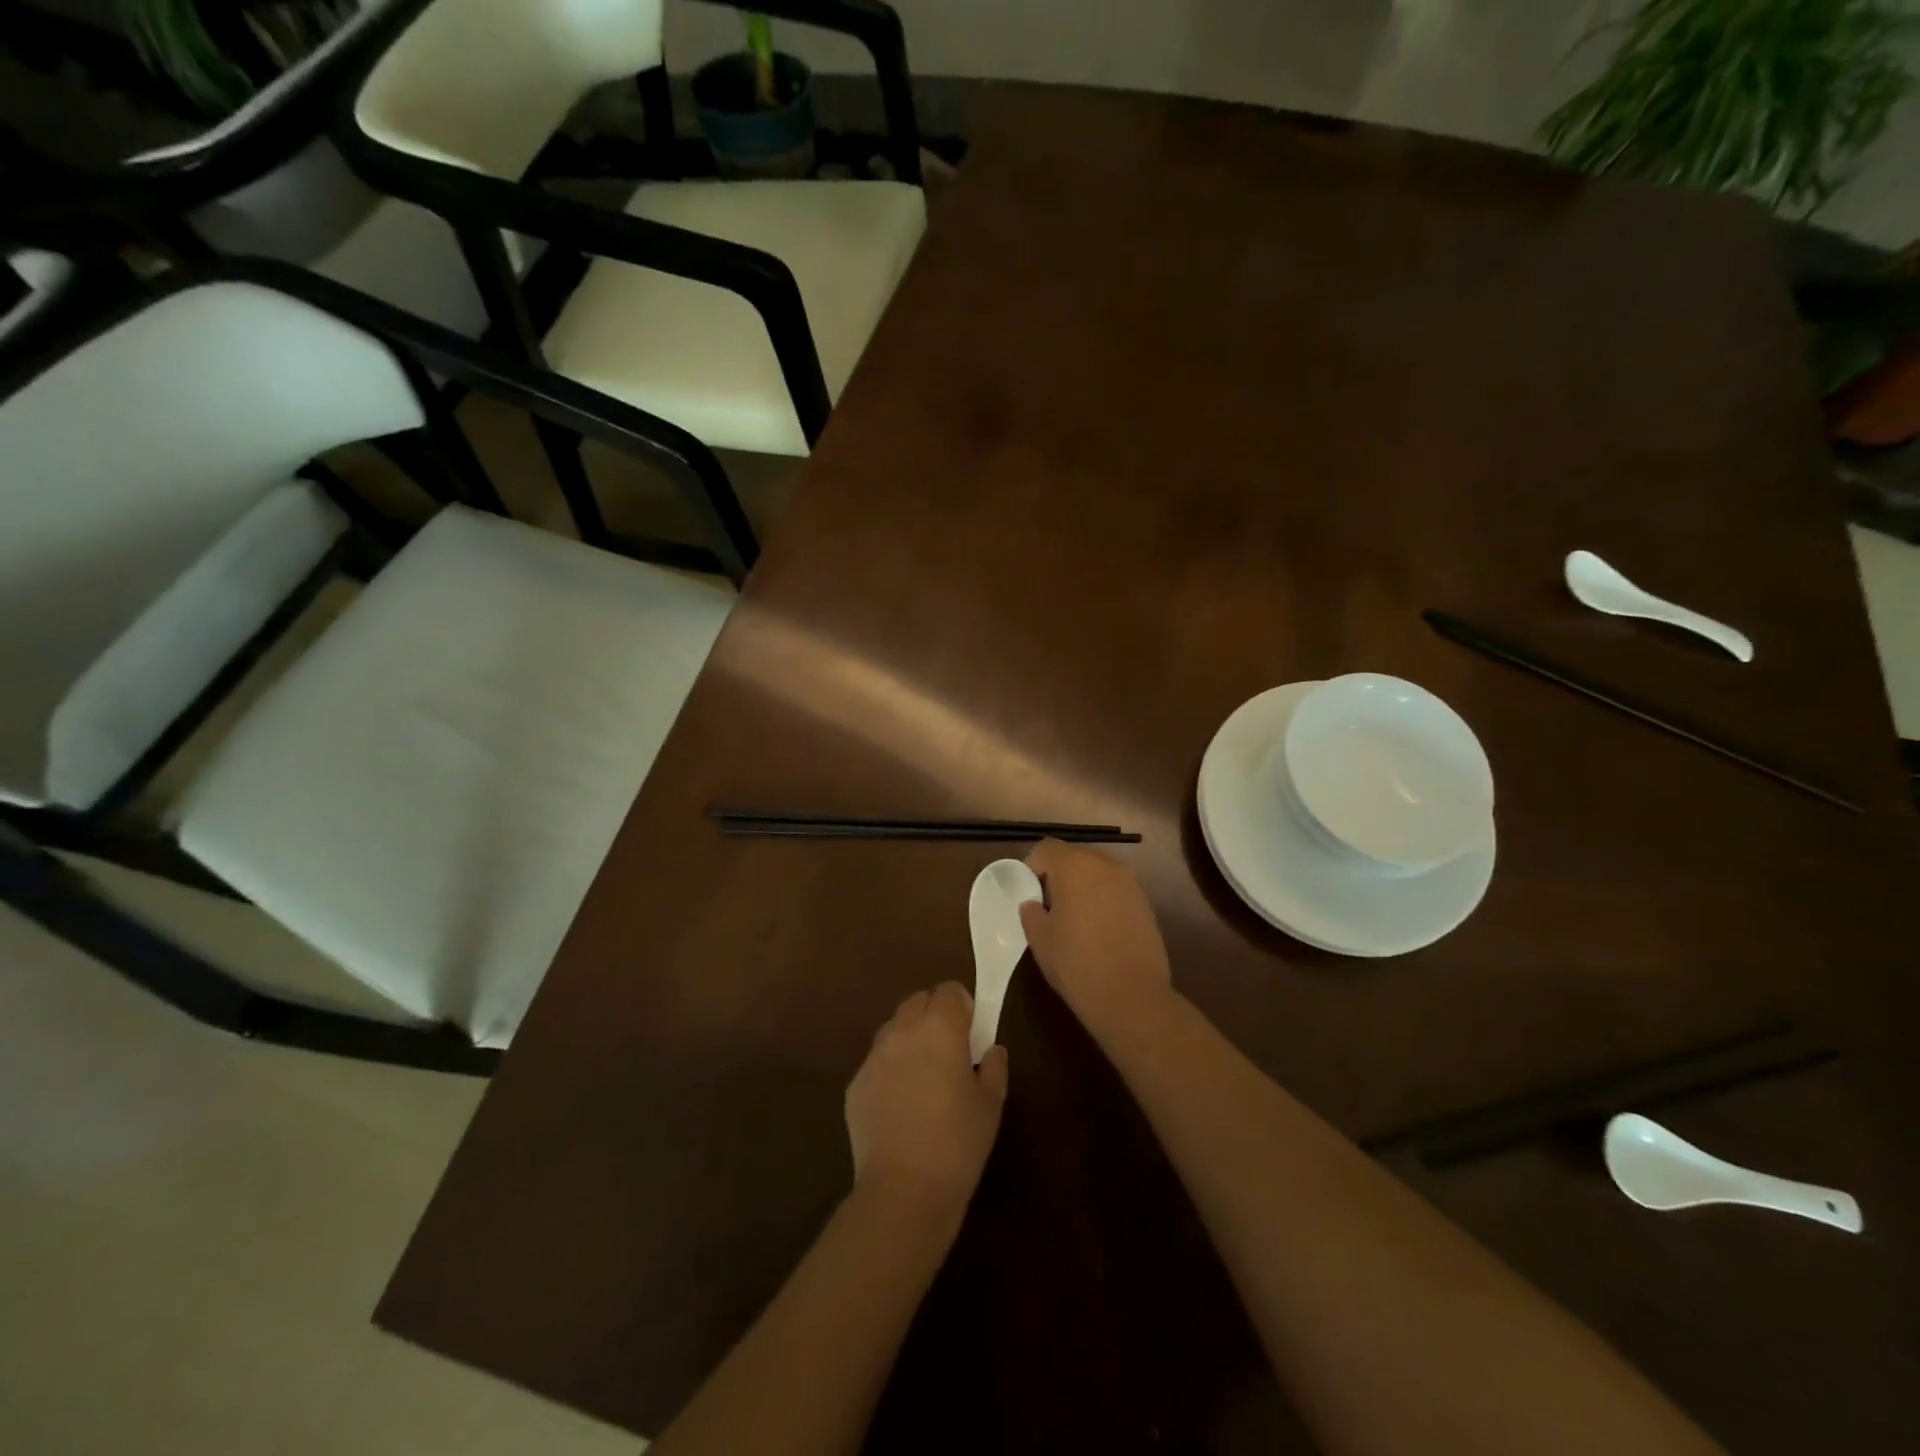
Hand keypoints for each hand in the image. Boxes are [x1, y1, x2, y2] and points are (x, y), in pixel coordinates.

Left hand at [845, 982, 1008, 1221]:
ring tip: (924, 1074)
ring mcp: (874, 1056)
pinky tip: (901, 1103)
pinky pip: (877, 1061)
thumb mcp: (990, 1105)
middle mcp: (903, 1031)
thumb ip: (994, 1067)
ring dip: (910, 1037)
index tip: (971, 1029)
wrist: (903, 1191)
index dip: (962, 1005)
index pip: (949, 991)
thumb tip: (991, 1049)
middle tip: (949, 1048)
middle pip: (918, 1001)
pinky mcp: (855, 1084)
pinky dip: (891, 1068)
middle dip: (934, 1014)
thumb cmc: (957, 1144)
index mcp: (940, 1029)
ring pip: (894, 1028)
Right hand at [1019, 839, 1173, 1043]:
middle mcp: (1104, 864)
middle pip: (1074, 857)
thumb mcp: (1039, 939)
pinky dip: (1103, 901)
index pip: (1045, 848)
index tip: (1028, 895)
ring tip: (1075, 920)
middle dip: (1058, 876)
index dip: (1032, 868)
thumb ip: (1031, 912)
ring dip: (1083, 888)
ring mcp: (1129, 882)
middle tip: (1049, 907)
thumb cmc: (1076, 963)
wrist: (1131, 996)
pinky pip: (1115, 890)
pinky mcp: (1145, 903)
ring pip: (1097, 873)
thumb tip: (1033, 903)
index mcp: (1074, 866)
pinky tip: (1099, 931)